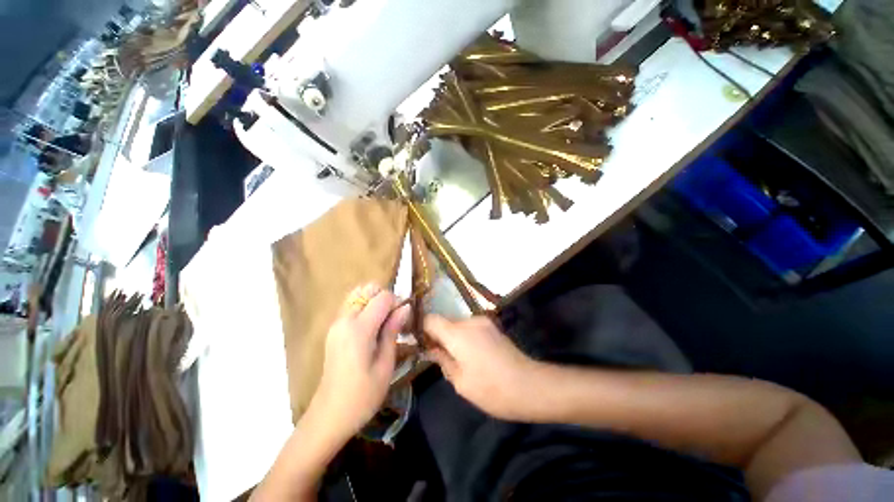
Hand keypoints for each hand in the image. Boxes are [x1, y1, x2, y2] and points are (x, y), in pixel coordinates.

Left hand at [309, 284, 409, 442]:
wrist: (329, 416)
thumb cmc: (363, 395)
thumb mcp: (385, 364)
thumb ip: (393, 331)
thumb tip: (405, 307)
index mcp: (359, 328)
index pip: (382, 297)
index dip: (396, 302)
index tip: (403, 318)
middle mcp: (344, 320)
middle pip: (367, 290)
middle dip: (384, 298)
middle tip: (393, 320)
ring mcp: (336, 324)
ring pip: (358, 296)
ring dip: (373, 302)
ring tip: (383, 324)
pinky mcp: (333, 330)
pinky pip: (351, 307)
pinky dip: (364, 309)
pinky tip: (371, 330)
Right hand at [423, 314, 540, 421]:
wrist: (530, 386)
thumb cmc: (492, 389)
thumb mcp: (460, 382)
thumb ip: (442, 360)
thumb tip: (431, 349)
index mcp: (458, 333)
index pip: (430, 319)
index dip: (421, 328)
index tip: (418, 343)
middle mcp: (470, 321)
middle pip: (445, 322)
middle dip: (439, 337)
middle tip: (439, 358)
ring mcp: (483, 321)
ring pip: (458, 325)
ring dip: (453, 338)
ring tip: (458, 360)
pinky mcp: (492, 326)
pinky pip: (470, 328)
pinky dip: (464, 337)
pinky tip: (472, 356)